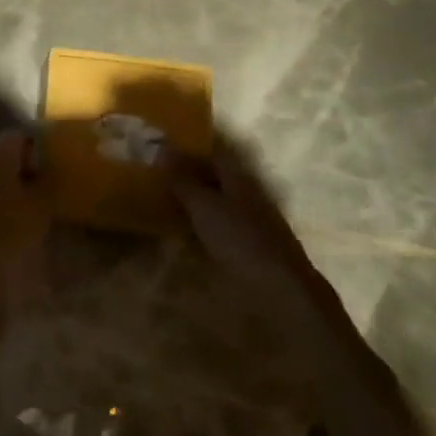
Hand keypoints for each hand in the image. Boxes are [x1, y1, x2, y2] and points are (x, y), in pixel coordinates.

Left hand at [0, 131, 51, 296]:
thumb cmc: (6, 226)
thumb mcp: (40, 206)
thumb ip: (48, 184)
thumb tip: (50, 172)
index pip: (19, 136)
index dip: (38, 148)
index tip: (54, 166)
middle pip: (5, 158)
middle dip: (25, 172)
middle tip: (47, 192)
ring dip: (11, 193)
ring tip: (32, 215)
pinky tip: (10, 229)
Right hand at [165, 143, 341, 325]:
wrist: (281, 292)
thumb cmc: (240, 240)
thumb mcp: (204, 205)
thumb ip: (182, 178)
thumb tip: (162, 146)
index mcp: (238, 176)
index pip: (212, 150)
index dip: (188, 145)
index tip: (161, 143)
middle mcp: (247, 192)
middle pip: (215, 174)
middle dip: (188, 170)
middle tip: (155, 170)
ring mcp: (251, 220)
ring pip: (217, 199)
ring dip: (194, 197)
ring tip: (163, 197)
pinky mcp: (249, 245)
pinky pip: (220, 222)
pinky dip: (201, 221)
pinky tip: (184, 228)